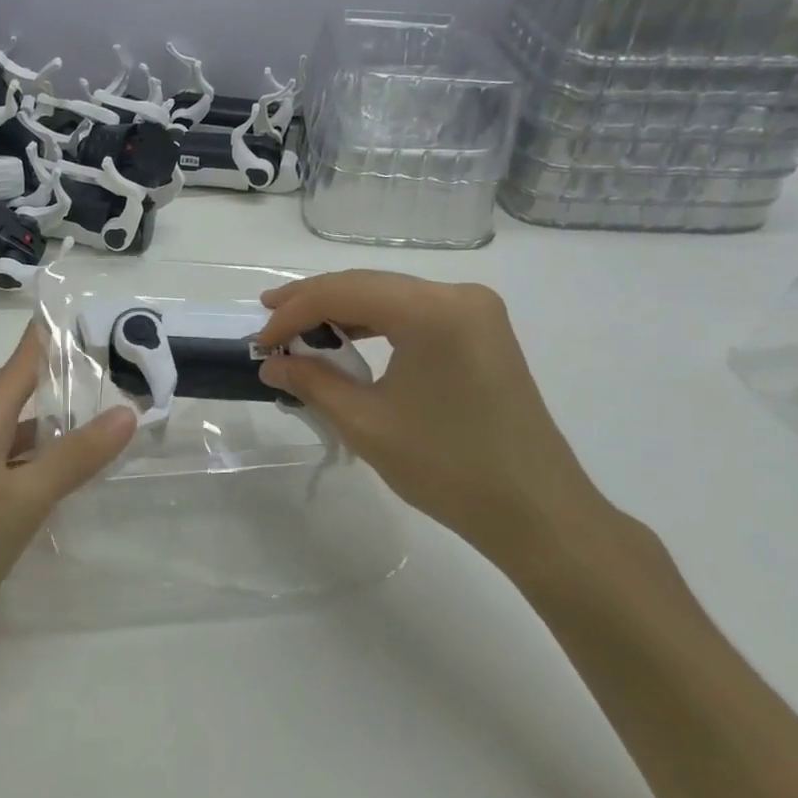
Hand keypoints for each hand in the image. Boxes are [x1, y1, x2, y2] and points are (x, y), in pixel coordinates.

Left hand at [0, 325, 136, 631]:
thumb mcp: (23, 498)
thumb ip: (74, 456)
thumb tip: (126, 411)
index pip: (15, 368)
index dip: (40, 339)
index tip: (71, 312)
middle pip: (11, 395)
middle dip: (46, 374)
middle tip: (93, 361)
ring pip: (15, 434)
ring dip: (48, 420)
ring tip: (91, 413)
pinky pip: (16, 469)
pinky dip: (43, 461)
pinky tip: (65, 476)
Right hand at [255, 270, 608, 565]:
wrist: (537, 512)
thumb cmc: (447, 467)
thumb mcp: (365, 423)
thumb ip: (312, 382)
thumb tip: (272, 363)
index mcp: (432, 311)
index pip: (344, 292)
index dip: (294, 312)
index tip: (261, 341)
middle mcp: (457, 295)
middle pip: (367, 285)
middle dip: (313, 303)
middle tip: (268, 321)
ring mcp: (476, 311)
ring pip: (390, 295)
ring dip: (342, 312)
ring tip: (298, 330)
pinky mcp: (482, 331)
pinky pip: (414, 313)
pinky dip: (376, 324)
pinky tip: (347, 340)